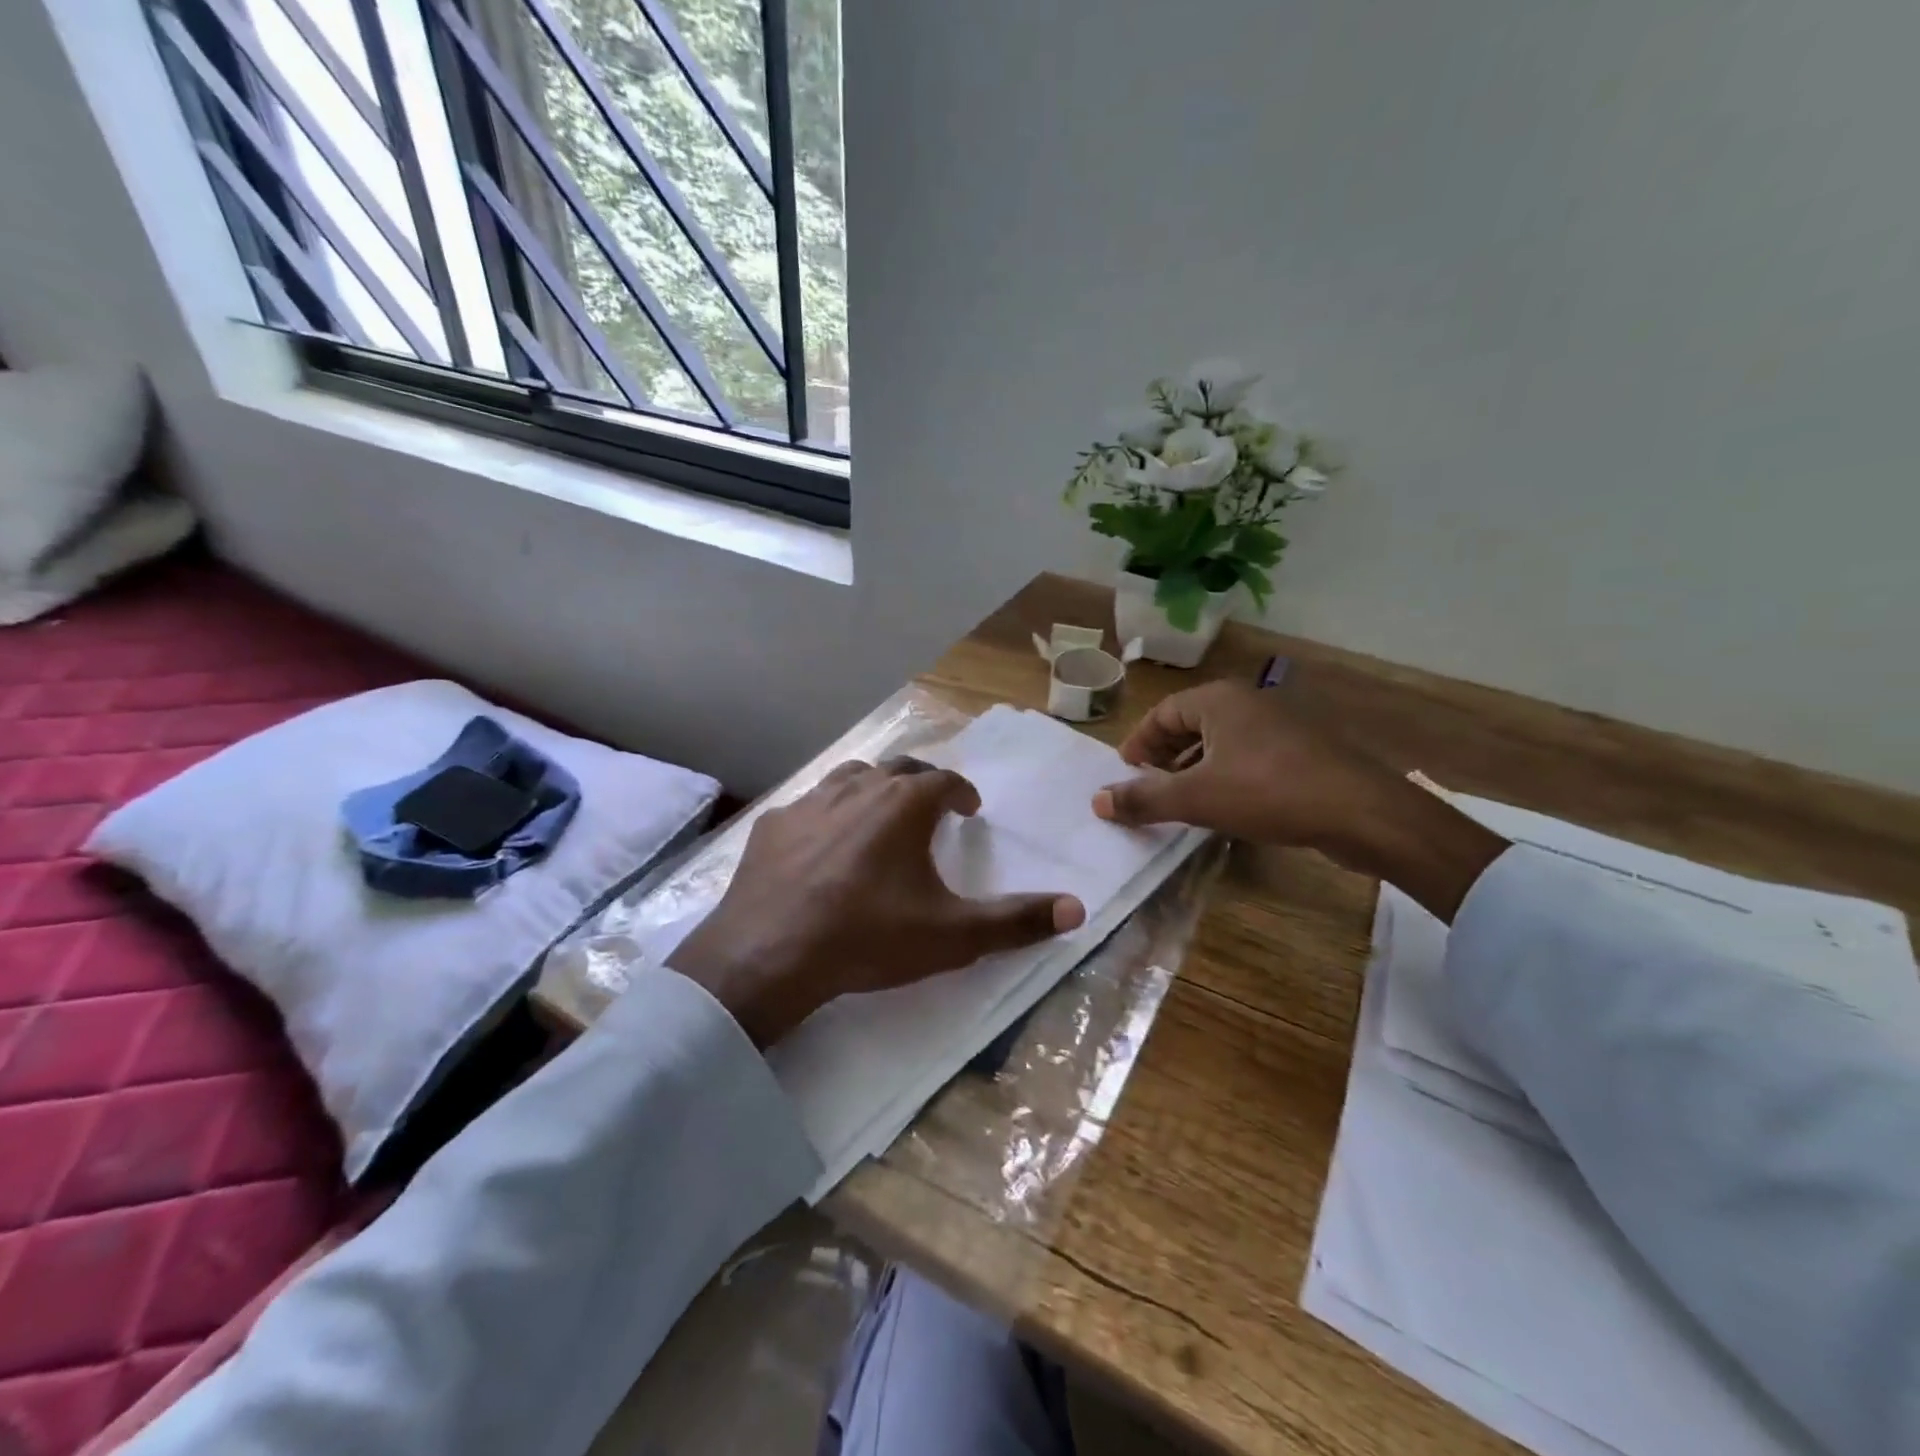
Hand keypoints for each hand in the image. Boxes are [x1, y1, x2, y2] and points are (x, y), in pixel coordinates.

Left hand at [668, 758, 1085, 1046]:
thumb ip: (1016, 921)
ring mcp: (810, 802)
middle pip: (899, 768)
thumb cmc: (868, 937)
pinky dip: (828, 814)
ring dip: (874, 789)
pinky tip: (823, 843)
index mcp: (904, 804)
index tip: (969, 810)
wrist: (769, 956)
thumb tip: (1077, 908)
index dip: (962, 793)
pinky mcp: (773, 825)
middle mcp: (859, 788)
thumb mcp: (951, 935)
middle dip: (922, 783)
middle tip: (931, 807)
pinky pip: (809, 805)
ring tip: (881, 814)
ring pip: (852, 777)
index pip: (944, 781)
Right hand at [1092, 682, 1507, 921]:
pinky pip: (1249, 757)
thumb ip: (1144, 799)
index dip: (1138, 743)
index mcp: (1219, 700)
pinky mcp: (1303, 751)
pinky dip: (1226, 776)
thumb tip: (1097, 801)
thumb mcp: (1197, 798)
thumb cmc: (1269, 793)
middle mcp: (1248, 702)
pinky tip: (1226, 807)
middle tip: (1148, 787)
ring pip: (1221, 742)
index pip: (1162, 713)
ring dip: (1194, 769)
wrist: (1362, 812)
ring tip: (1181, 802)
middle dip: (1164, 756)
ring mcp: (1280, 725)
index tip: (1124, 774)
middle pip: (1191, 724)